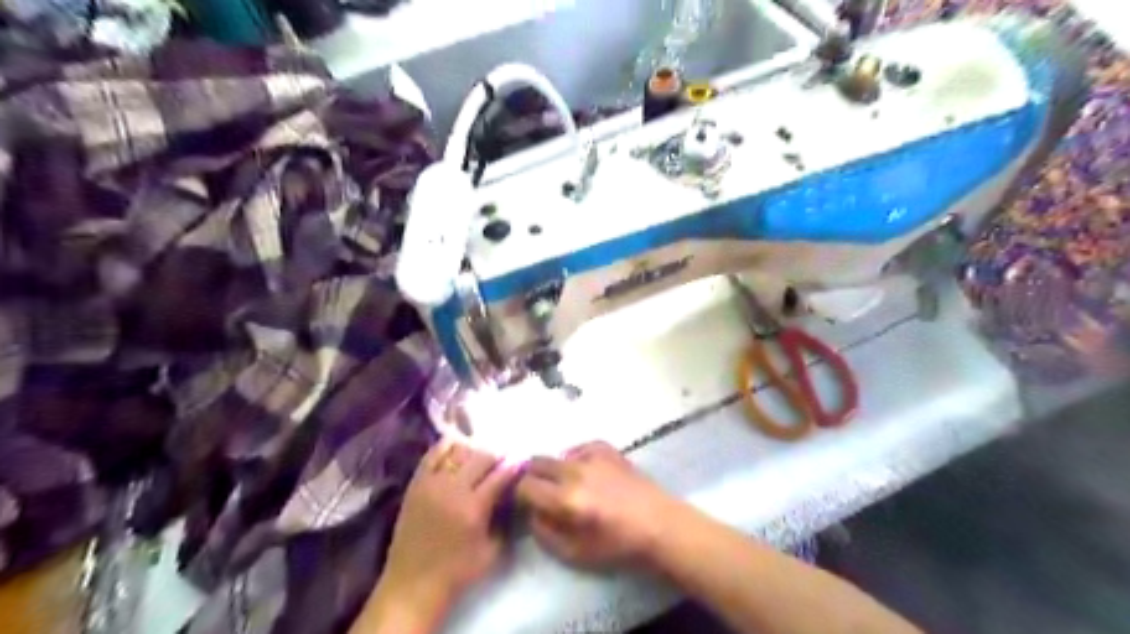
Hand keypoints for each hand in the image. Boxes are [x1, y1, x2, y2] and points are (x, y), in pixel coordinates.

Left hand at [366, 440, 513, 627]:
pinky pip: (433, 455)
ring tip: (480, 460)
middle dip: (496, 457)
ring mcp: (431, 484)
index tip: (523, 459)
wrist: (413, 584)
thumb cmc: (457, 572)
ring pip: (458, 452)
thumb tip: (514, 497)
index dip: (514, 465)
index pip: (500, 475)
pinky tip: (457, 450)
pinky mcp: (415, 485)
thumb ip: (505, 521)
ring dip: (474, 453)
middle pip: (481, 458)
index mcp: (473, 508)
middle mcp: (452, 489)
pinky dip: (447, 448)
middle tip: (504, 462)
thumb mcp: (493, 552)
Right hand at [517, 440, 678, 569]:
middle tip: (541, 492)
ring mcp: (592, 456)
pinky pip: (579, 448)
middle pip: (536, 462)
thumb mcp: (574, 553)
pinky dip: (575, 458)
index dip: (519, 495)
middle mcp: (575, 472)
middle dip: (532, 477)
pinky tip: (584, 472)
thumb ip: (544, 532)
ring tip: (568, 485)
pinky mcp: (607, 449)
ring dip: (555, 469)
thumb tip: (532, 512)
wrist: (659, 524)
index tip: (525, 503)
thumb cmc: (617, 545)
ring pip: (557, 455)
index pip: (524, 486)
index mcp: (565, 499)